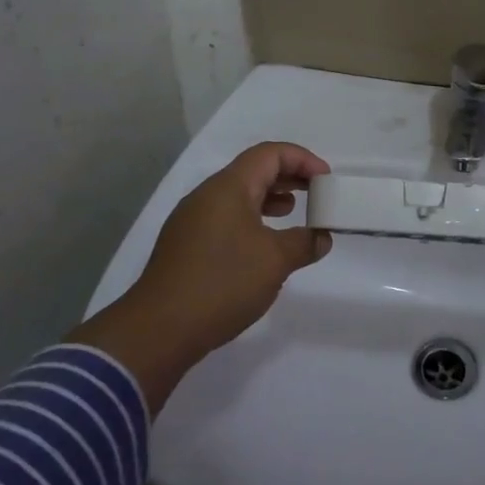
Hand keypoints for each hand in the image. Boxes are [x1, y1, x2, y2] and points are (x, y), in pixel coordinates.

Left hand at [70, 142, 332, 412]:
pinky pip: (225, 217)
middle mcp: (207, 195)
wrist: (158, 330)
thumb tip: (321, 237)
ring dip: (268, 198)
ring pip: (237, 195)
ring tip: (291, 213)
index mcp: (228, 187)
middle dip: (287, 176)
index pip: (270, 154)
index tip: (325, 179)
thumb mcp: (275, 261)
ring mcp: (191, 220)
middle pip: (252, 170)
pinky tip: (262, 244)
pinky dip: (250, 219)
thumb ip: (304, 243)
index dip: (302, 159)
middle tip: (315, 192)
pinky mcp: (185, 245)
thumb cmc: (222, 283)